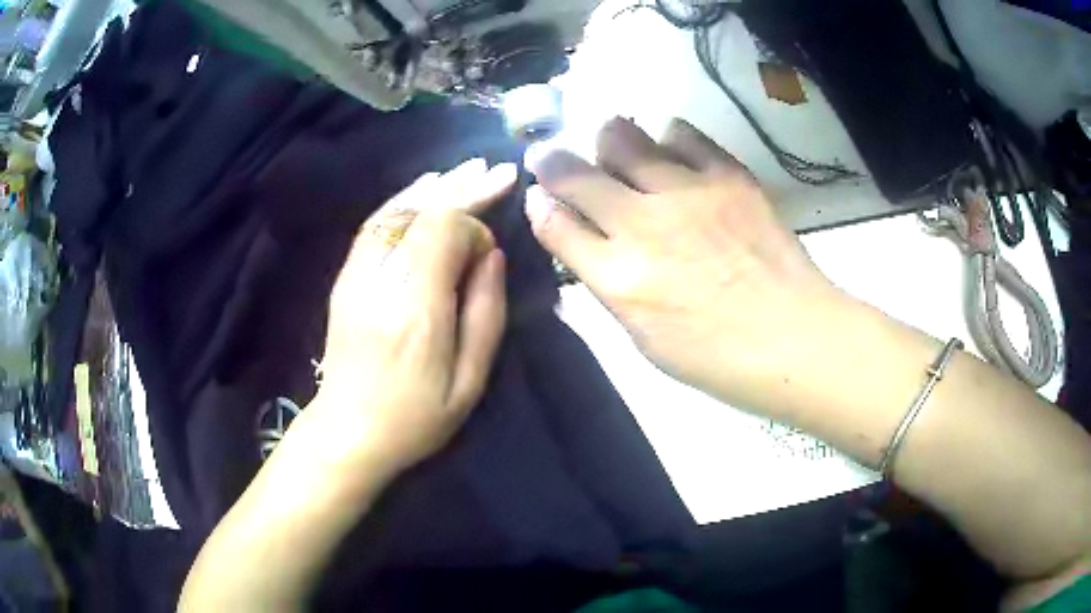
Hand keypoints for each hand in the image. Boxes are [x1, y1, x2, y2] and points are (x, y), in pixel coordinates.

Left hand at [301, 158, 516, 478]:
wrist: (348, 431)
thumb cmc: (416, 416)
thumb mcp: (469, 380)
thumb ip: (486, 313)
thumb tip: (491, 254)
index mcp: (416, 309)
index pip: (444, 231)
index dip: (474, 226)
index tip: (489, 252)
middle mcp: (380, 280)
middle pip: (421, 212)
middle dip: (462, 188)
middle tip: (498, 171)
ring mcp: (356, 275)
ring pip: (395, 211)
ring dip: (434, 187)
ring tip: (467, 171)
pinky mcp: (345, 277)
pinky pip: (375, 225)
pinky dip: (404, 201)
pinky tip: (425, 189)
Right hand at [526, 118, 840, 409]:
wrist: (793, 338)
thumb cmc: (716, 356)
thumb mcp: (645, 338)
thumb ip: (609, 285)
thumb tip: (586, 241)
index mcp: (617, 279)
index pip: (554, 223)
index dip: (539, 203)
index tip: (539, 194)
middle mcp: (642, 226)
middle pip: (574, 172)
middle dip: (552, 161)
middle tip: (552, 157)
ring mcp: (686, 193)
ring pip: (622, 137)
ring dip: (608, 142)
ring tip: (614, 147)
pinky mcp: (726, 176)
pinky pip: (681, 134)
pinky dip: (667, 138)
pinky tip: (671, 152)